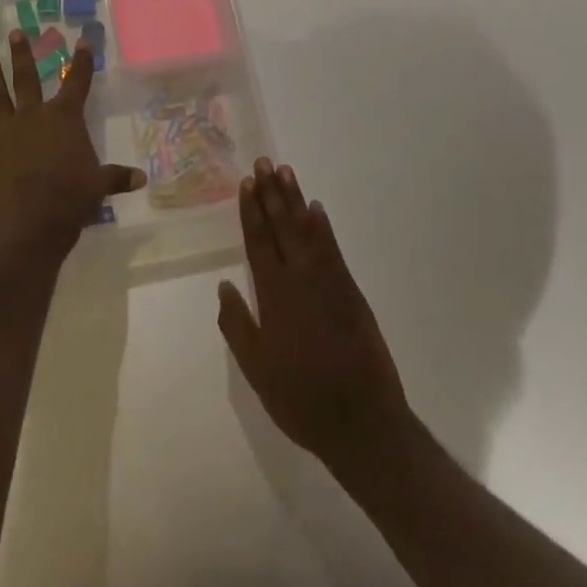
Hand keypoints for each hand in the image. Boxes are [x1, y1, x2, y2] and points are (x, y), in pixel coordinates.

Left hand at [0, 30, 144, 258]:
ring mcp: (6, 136)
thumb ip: (117, 177)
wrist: (31, 223)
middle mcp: (33, 118)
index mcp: (64, 118)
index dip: (81, 62)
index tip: (81, 40)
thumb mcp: (100, 185)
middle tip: (15, 33)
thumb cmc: (72, 197)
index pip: (77, 82)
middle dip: (22, 56)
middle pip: (27, 80)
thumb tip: (141, 178)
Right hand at [218, 160, 409, 467]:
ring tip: (286, 172)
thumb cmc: (301, 399)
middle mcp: (300, 279)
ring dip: (295, 200)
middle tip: (264, 163)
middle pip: (282, 227)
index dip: (251, 211)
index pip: (258, 242)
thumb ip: (237, 325)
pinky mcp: (352, 293)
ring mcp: (330, 283)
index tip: (246, 184)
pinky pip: (333, 249)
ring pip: (308, 231)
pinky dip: (323, 228)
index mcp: (274, 296)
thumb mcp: (256, 370)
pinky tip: (316, 210)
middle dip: (271, 194)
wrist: (362, 422)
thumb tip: (224, 285)